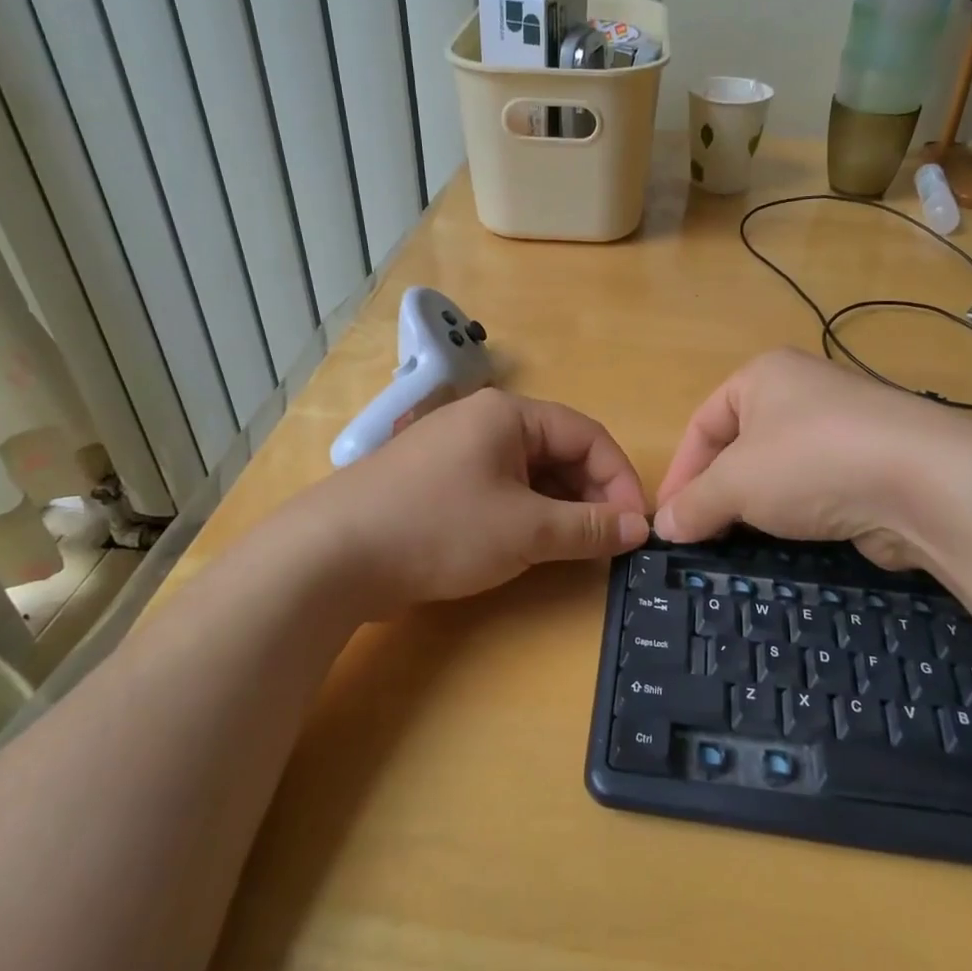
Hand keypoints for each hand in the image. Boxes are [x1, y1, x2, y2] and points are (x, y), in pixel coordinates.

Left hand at [313, 387, 647, 613]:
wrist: (331, 556)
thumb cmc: (440, 528)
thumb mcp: (525, 530)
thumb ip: (589, 527)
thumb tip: (639, 528)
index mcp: (509, 414)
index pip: (588, 434)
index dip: (620, 479)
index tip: (635, 527)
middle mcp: (484, 422)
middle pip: (559, 451)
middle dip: (591, 495)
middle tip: (608, 542)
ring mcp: (456, 451)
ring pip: (530, 474)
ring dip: (560, 508)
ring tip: (576, 549)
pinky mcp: (437, 483)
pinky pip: (500, 490)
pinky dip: (526, 515)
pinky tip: (532, 546)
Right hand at [655, 348, 952, 568]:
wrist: (926, 483)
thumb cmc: (811, 461)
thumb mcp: (736, 482)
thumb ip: (695, 503)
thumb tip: (664, 527)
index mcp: (763, 376)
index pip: (702, 423)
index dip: (680, 472)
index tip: (669, 519)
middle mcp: (802, 392)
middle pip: (740, 446)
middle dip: (717, 491)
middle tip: (700, 535)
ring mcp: (841, 429)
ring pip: (779, 471)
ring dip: (755, 507)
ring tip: (738, 542)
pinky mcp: (870, 466)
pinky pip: (815, 490)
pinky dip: (796, 515)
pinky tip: (788, 541)